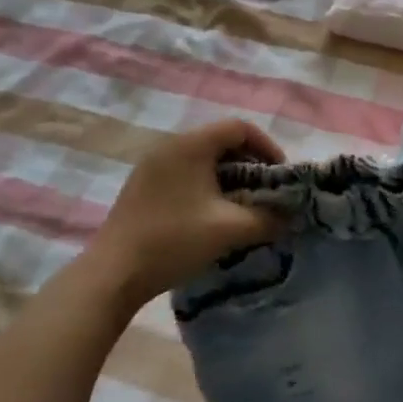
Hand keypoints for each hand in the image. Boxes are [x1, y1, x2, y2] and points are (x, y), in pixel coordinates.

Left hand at [80, 119, 286, 309]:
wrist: (113, 274)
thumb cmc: (174, 241)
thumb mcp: (229, 229)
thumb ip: (267, 218)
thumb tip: (289, 215)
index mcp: (191, 145)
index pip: (239, 127)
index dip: (267, 147)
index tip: (279, 176)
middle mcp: (170, 145)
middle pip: (220, 141)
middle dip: (249, 164)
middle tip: (263, 193)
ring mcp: (151, 165)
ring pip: (201, 159)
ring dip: (227, 177)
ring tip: (240, 207)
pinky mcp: (142, 186)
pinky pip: (183, 172)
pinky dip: (205, 185)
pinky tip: (209, 216)